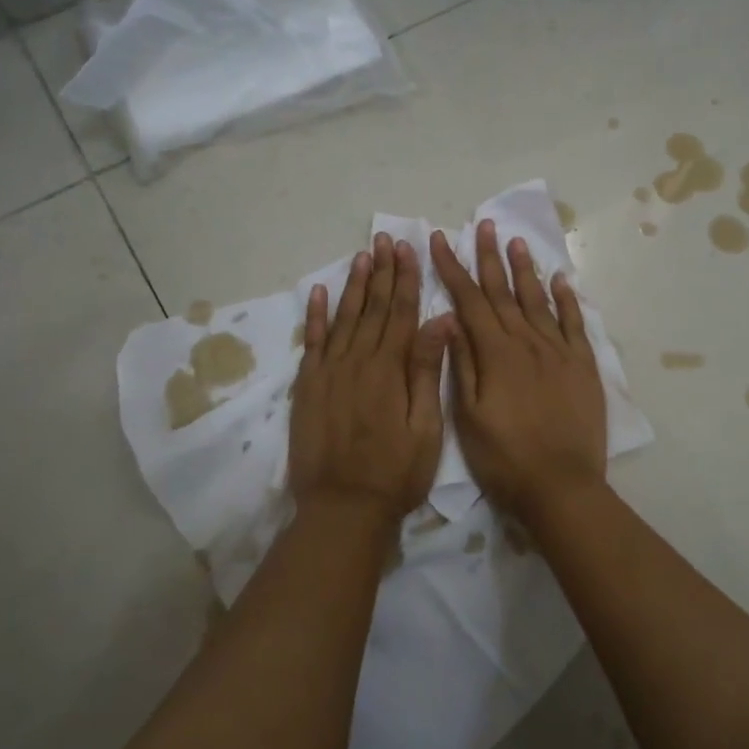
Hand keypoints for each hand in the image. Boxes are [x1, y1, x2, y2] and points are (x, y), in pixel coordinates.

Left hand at [289, 234, 450, 530]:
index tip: (407, 249)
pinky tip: (319, 292)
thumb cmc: (395, 473)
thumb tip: (441, 320)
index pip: (400, 313)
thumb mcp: (426, 427)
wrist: (343, 509)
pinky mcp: (307, 387)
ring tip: (362, 256)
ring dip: (353, 285)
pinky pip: (312, 342)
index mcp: (389, 369)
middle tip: (384, 239)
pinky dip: (315, 316)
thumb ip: (427, 370)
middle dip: (381, 272)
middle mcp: (357, 362)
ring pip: (343, 318)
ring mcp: (328, 372)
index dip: (405, 279)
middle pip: (372, 308)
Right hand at [429, 221, 607, 523]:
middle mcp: (528, 342)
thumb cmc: (505, 458)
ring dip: (525, 269)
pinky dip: (567, 299)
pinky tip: (560, 280)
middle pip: (504, 292)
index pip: (470, 300)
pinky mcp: (583, 366)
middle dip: (489, 257)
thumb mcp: (468, 416)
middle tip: (482, 225)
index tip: (440, 240)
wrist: (562, 487)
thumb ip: (462, 364)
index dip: (453, 269)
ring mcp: (560, 352)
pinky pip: (574, 323)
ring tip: (516, 241)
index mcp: (497, 353)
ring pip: (538, 300)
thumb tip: (452, 319)